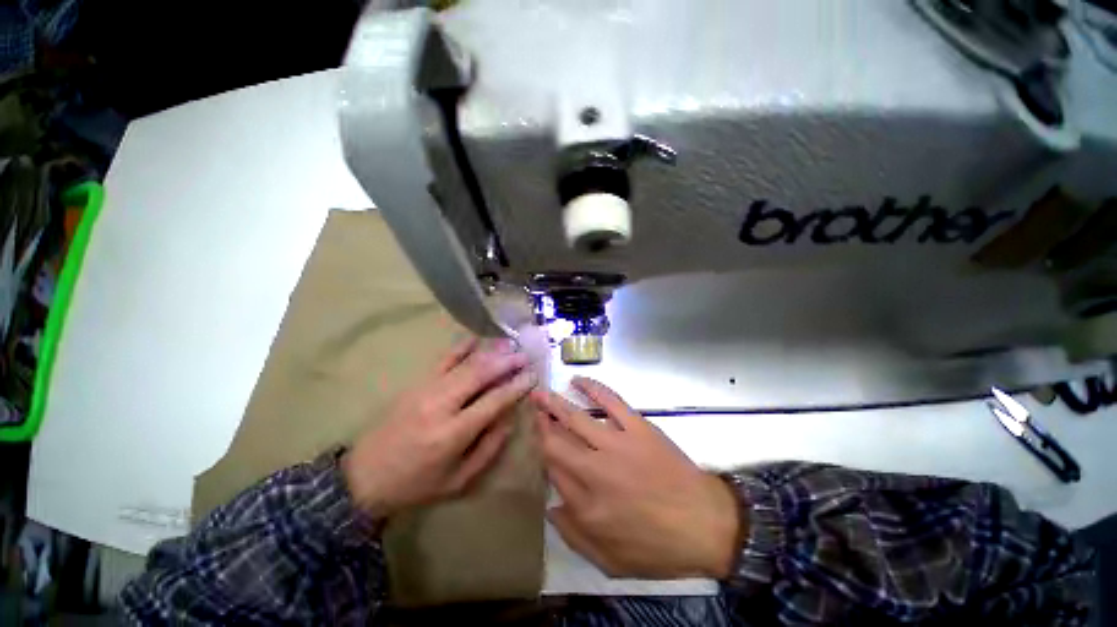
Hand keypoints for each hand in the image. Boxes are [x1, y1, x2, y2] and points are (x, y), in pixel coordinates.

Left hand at [342, 337, 535, 518]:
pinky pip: (442, 360)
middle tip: (525, 356)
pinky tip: (475, 339)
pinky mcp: (415, 384)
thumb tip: (509, 418)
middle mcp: (440, 405)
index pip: (493, 401)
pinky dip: (460, 348)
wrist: (363, 478)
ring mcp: (425, 390)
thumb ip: (488, 448)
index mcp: (452, 433)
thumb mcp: (458, 480)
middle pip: (480, 375)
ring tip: (510, 345)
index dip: (516, 387)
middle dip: (506, 362)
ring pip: (464, 364)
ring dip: (490, 352)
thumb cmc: (415, 484)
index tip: (532, 376)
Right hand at [533, 377, 740, 579]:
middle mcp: (594, 470)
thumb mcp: (610, 561)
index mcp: (586, 504)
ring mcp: (617, 444)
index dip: (539, 450)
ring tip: (540, 392)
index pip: (551, 470)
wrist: (705, 524)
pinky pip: (611, 401)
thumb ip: (574, 535)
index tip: (532, 436)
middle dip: (539, 422)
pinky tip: (578, 381)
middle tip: (528, 405)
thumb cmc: (657, 547)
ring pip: (576, 418)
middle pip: (557, 441)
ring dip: (555, 403)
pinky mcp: (637, 427)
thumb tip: (550, 507)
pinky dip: (593, 388)